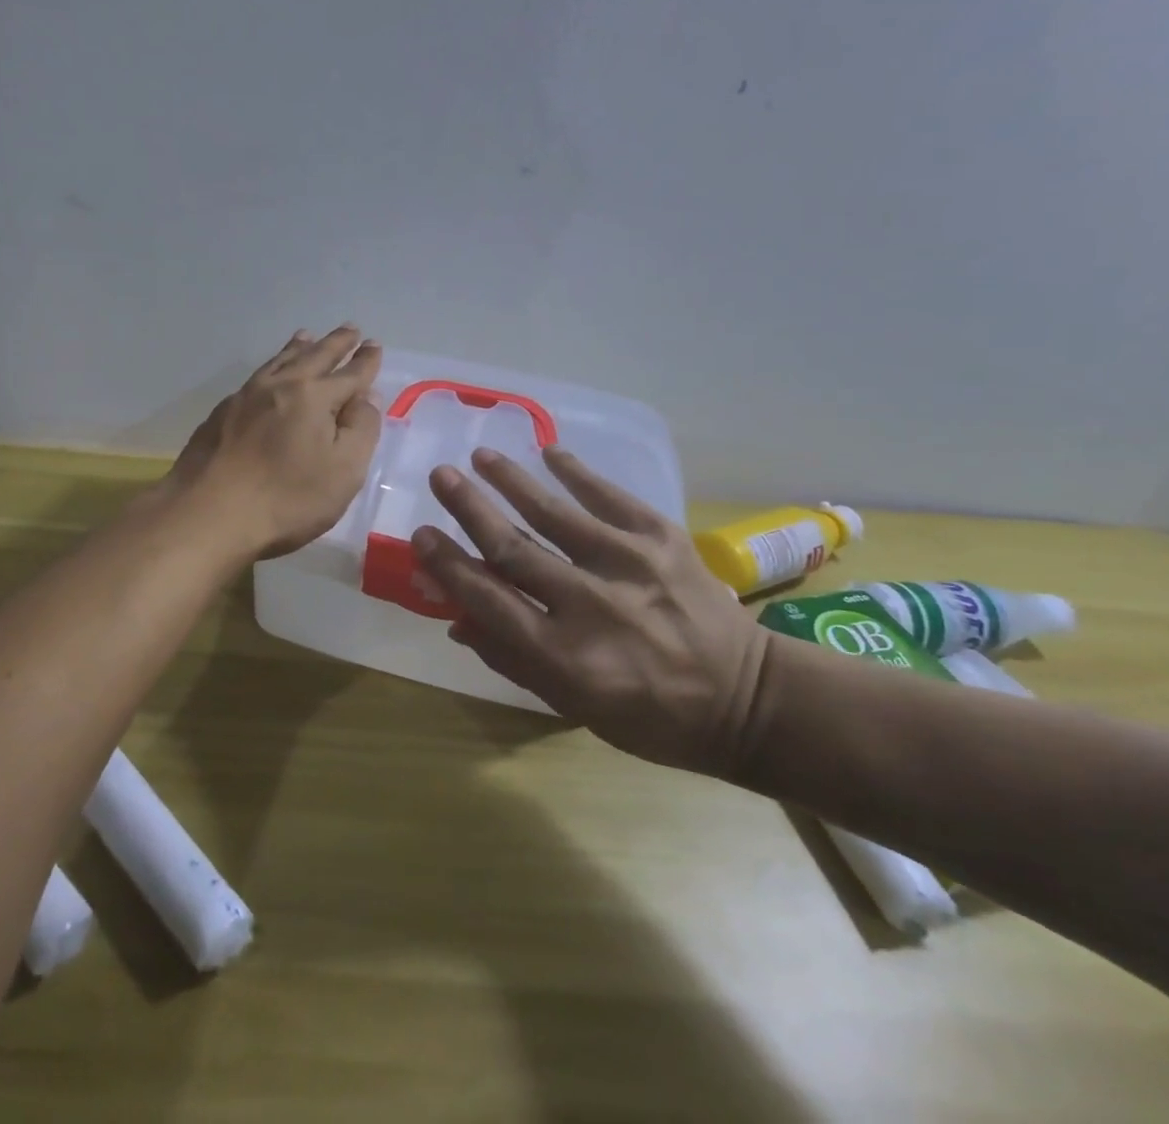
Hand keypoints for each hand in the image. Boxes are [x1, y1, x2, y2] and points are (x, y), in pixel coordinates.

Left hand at [156, 326, 382, 560]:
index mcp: (315, 397)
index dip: (365, 361)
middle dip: (335, 343)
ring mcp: (245, 397)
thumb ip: (361, 430)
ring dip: (298, 347)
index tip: (374, 345)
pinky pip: (255, 377)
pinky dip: (271, 366)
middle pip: (314, 357)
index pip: (350, 374)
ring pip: (279, 362)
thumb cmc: (286, 498)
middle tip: (349, 329)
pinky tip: (268, 375)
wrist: (208, 514)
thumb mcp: (344, 471)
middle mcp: (280, 386)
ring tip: (307, 336)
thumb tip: (366, 398)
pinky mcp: (221, 414)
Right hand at [412, 447, 773, 776]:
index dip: (448, 565)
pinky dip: (576, 471)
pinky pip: (610, 495)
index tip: (420, 535)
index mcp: (565, 658)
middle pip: (513, 548)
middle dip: (469, 509)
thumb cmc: (650, 716)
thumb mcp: (572, 705)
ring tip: (480, 456)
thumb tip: (456, 616)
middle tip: (439, 476)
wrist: (748, 699)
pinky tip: (549, 452)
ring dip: (511, 480)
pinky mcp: (663, 538)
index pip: (488, 600)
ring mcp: (630, 565)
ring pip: (554, 513)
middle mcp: (591, 605)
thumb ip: (511, 658)